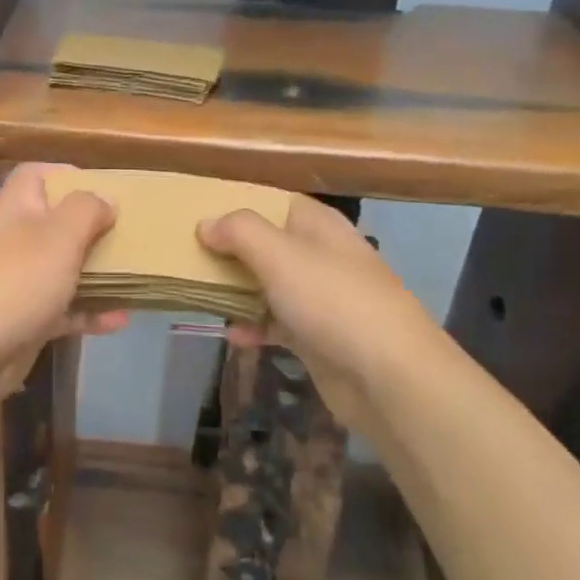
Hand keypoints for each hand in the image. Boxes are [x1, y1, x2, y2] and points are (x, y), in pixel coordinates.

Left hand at [0, 164, 125, 393]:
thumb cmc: (17, 280)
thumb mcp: (59, 235)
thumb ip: (86, 210)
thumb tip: (104, 199)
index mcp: (18, 208)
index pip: (36, 175)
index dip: (68, 175)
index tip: (105, 189)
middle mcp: (16, 240)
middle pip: (57, 223)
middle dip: (94, 229)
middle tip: (132, 235)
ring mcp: (19, 282)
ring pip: (64, 269)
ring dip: (99, 273)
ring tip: (137, 276)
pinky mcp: (26, 320)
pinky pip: (65, 310)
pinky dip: (91, 313)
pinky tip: (122, 319)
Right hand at [197, 196, 440, 436]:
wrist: (390, 377)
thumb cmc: (332, 301)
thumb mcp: (279, 255)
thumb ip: (239, 232)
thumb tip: (206, 223)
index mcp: (319, 226)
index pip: (275, 202)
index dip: (239, 204)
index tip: (199, 213)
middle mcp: (322, 256)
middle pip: (270, 244)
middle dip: (232, 250)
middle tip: (189, 255)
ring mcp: (323, 299)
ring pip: (271, 285)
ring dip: (238, 289)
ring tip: (199, 292)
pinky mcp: (319, 338)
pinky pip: (277, 324)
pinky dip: (254, 327)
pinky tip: (231, 335)